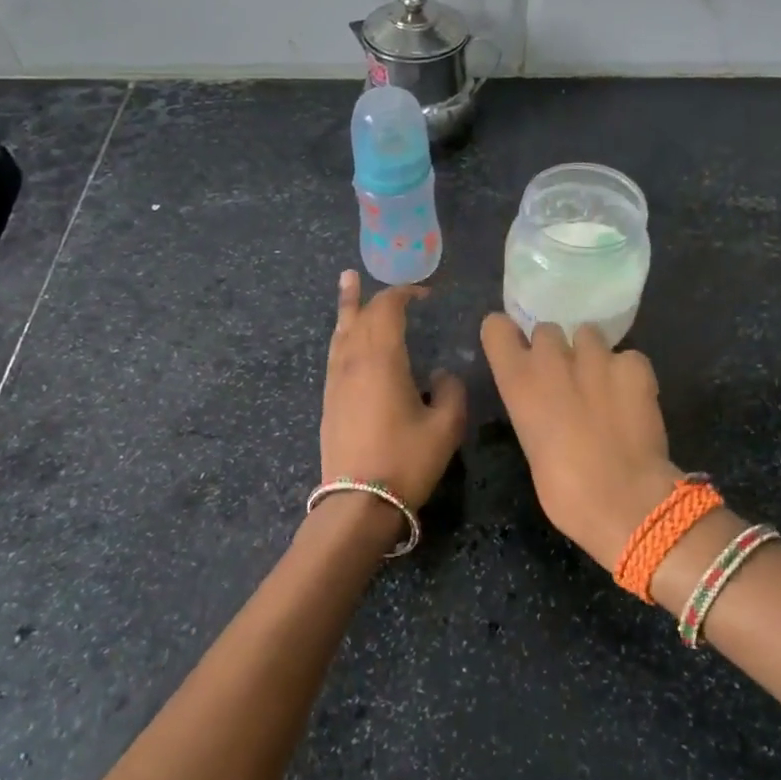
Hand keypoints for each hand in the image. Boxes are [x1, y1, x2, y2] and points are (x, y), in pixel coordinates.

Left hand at [321, 271, 466, 510]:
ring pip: (339, 333)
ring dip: (346, 309)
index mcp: (381, 358)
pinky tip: (346, 340)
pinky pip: (335, 354)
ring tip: (346, 286)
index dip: (404, 294)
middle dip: (367, 295)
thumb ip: (451, 391)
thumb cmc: (407, 460)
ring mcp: (336, 382)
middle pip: (357, 316)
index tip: (425, 294)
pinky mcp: (329, 402)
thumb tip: (442, 376)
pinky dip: (342, 336)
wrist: (358, 503)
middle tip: (364, 277)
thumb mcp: (446, 426)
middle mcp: (352, 361)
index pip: (387, 309)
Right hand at [480, 315, 684, 566]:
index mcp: (518, 382)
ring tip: (604, 387)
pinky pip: (628, 357)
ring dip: (592, 356)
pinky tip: (633, 400)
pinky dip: (628, 374)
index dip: (507, 335)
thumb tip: (549, 406)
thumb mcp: (532, 445)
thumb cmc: (564, 491)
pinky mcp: (635, 366)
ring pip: (589, 336)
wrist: (624, 501)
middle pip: (547, 330)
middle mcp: (552, 359)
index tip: (516, 349)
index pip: (496, 328)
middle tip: (567, 380)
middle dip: (555, 350)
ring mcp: (597, 357)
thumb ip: (535, 410)